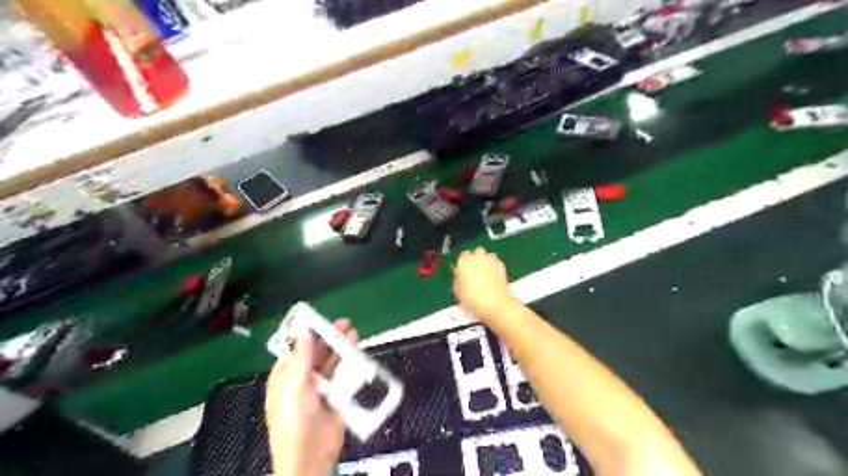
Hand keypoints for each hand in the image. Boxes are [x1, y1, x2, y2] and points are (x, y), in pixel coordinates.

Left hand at [264, 318, 356, 475]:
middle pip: (316, 352)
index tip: (319, 319)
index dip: (307, 333)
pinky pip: (343, 374)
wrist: (312, 455)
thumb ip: (301, 357)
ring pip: (331, 361)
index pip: (295, 349)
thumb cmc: (294, 420)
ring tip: (353, 332)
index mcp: (285, 377)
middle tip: (343, 323)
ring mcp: (320, 387)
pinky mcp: (337, 395)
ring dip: (341, 346)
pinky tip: (356, 351)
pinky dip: (349, 361)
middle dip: (328, 337)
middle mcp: (302, 379)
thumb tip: (303, 331)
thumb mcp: (293, 385)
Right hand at [454, 249, 520, 322]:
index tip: (464, 269)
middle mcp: (478, 257)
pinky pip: (496, 261)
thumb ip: (459, 280)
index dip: (464, 262)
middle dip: (477, 258)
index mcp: (464, 262)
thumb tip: (460, 277)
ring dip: (487, 261)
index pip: (463, 255)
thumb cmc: (473, 299)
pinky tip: (494, 277)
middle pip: (477, 251)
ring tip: (486, 273)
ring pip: (488, 255)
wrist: (495, 303)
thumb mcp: (459, 292)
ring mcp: (491, 260)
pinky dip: (495, 266)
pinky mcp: (502, 265)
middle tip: (475, 270)